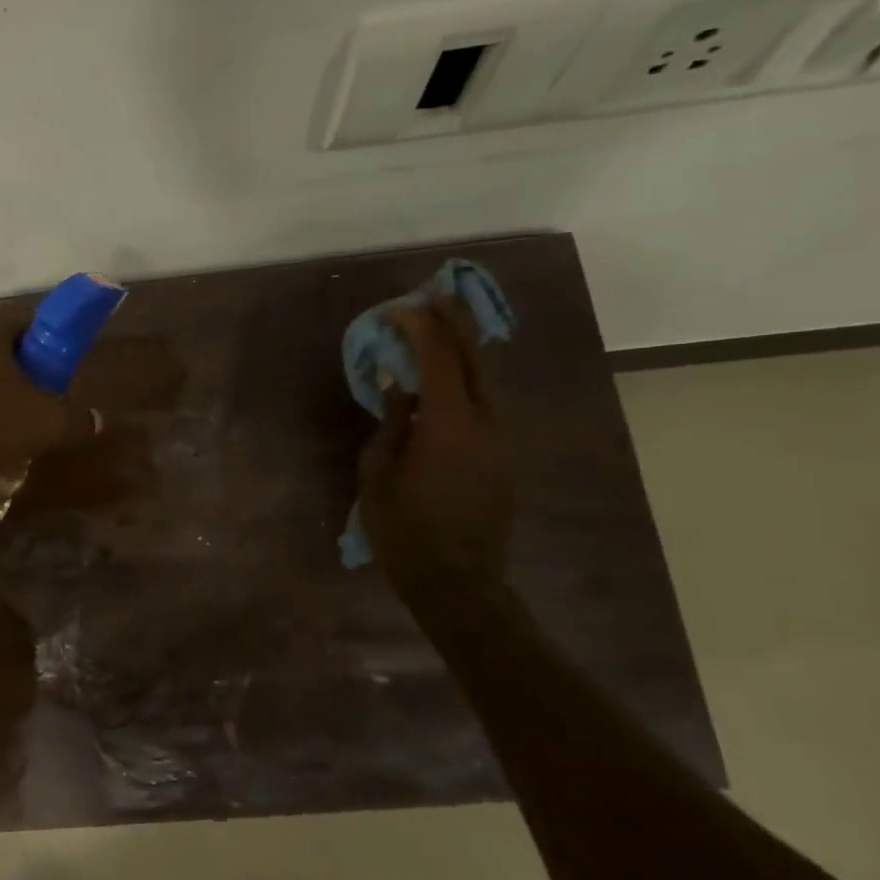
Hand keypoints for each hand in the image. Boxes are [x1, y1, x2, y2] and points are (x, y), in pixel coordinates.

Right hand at [356, 296, 514, 603]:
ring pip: (486, 379)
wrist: (458, 583)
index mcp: (450, 423)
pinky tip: (443, 381)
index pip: (439, 358)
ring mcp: (500, 439)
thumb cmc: (405, 531)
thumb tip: (399, 388)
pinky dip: (465, 380)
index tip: (397, 310)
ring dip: (462, 350)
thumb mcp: (378, 474)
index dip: (420, 327)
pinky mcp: (502, 456)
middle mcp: (486, 422)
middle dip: (454, 322)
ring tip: (437, 330)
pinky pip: (485, 404)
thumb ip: (390, 423)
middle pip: (475, 357)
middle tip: (432, 296)